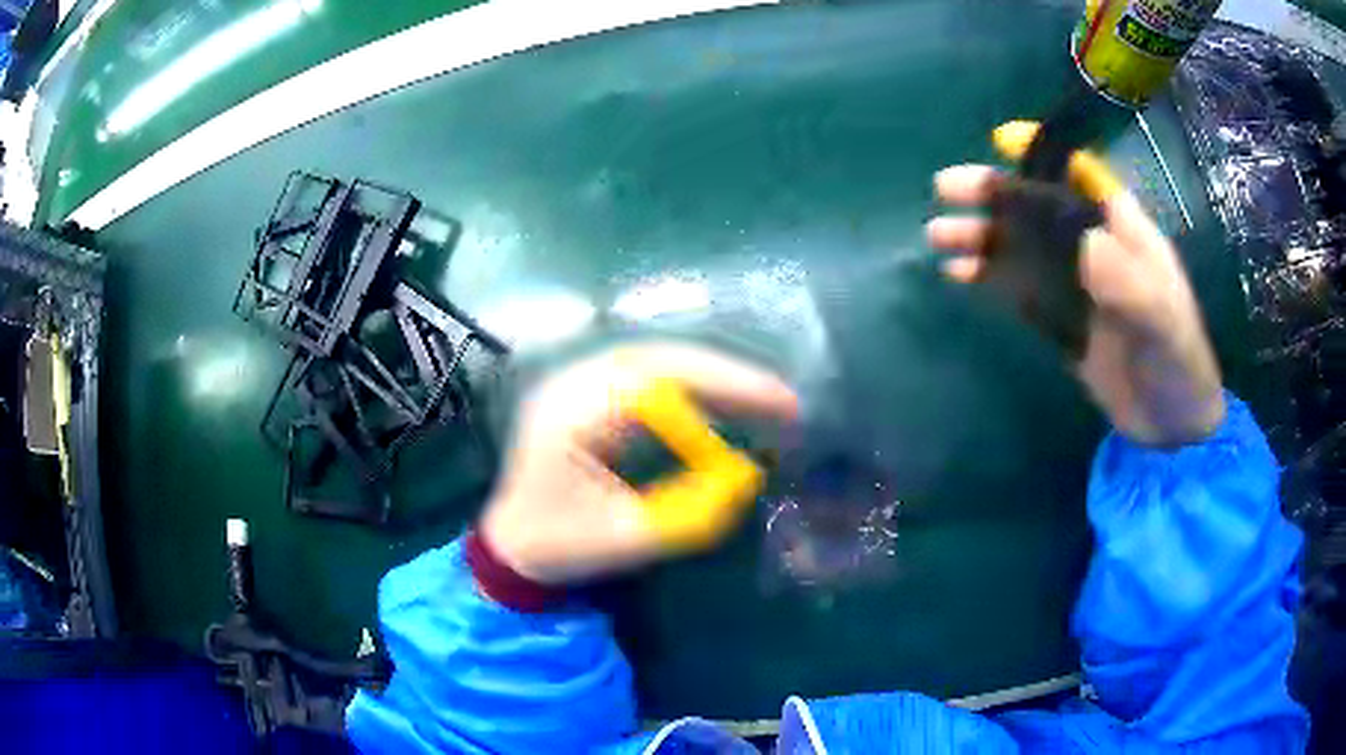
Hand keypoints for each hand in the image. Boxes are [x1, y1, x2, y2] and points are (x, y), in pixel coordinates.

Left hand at [480, 343, 798, 585]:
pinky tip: (728, 404)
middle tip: (782, 400)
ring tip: (767, 399)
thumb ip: (685, 514)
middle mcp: (573, 385)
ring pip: (660, 361)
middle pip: (659, 358)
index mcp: (568, 416)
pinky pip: (654, 378)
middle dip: (727, 375)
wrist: (513, 541)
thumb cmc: (557, 544)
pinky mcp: (596, 397)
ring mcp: (582, 386)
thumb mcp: (623, 540)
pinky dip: (698, 387)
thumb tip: (747, 479)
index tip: (773, 412)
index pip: (651, 382)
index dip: (718, 390)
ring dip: (717, 376)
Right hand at [927, 165, 1225, 446]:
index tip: (1002, 140)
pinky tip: (959, 274)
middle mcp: (1094, 245)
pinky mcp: (1062, 319)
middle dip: (995, 194)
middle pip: (1039, 207)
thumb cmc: (1178, 361)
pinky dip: (989, 277)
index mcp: (1123, 230)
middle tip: (945, 189)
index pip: (1080, 175)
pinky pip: (1019, 288)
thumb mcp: (1163, 322)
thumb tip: (1086, 243)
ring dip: (983, 236)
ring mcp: (1076, 283)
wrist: (1173, 420)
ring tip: (939, 234)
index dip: (1043, 151)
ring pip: (1023, 246)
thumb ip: (1130, 284)